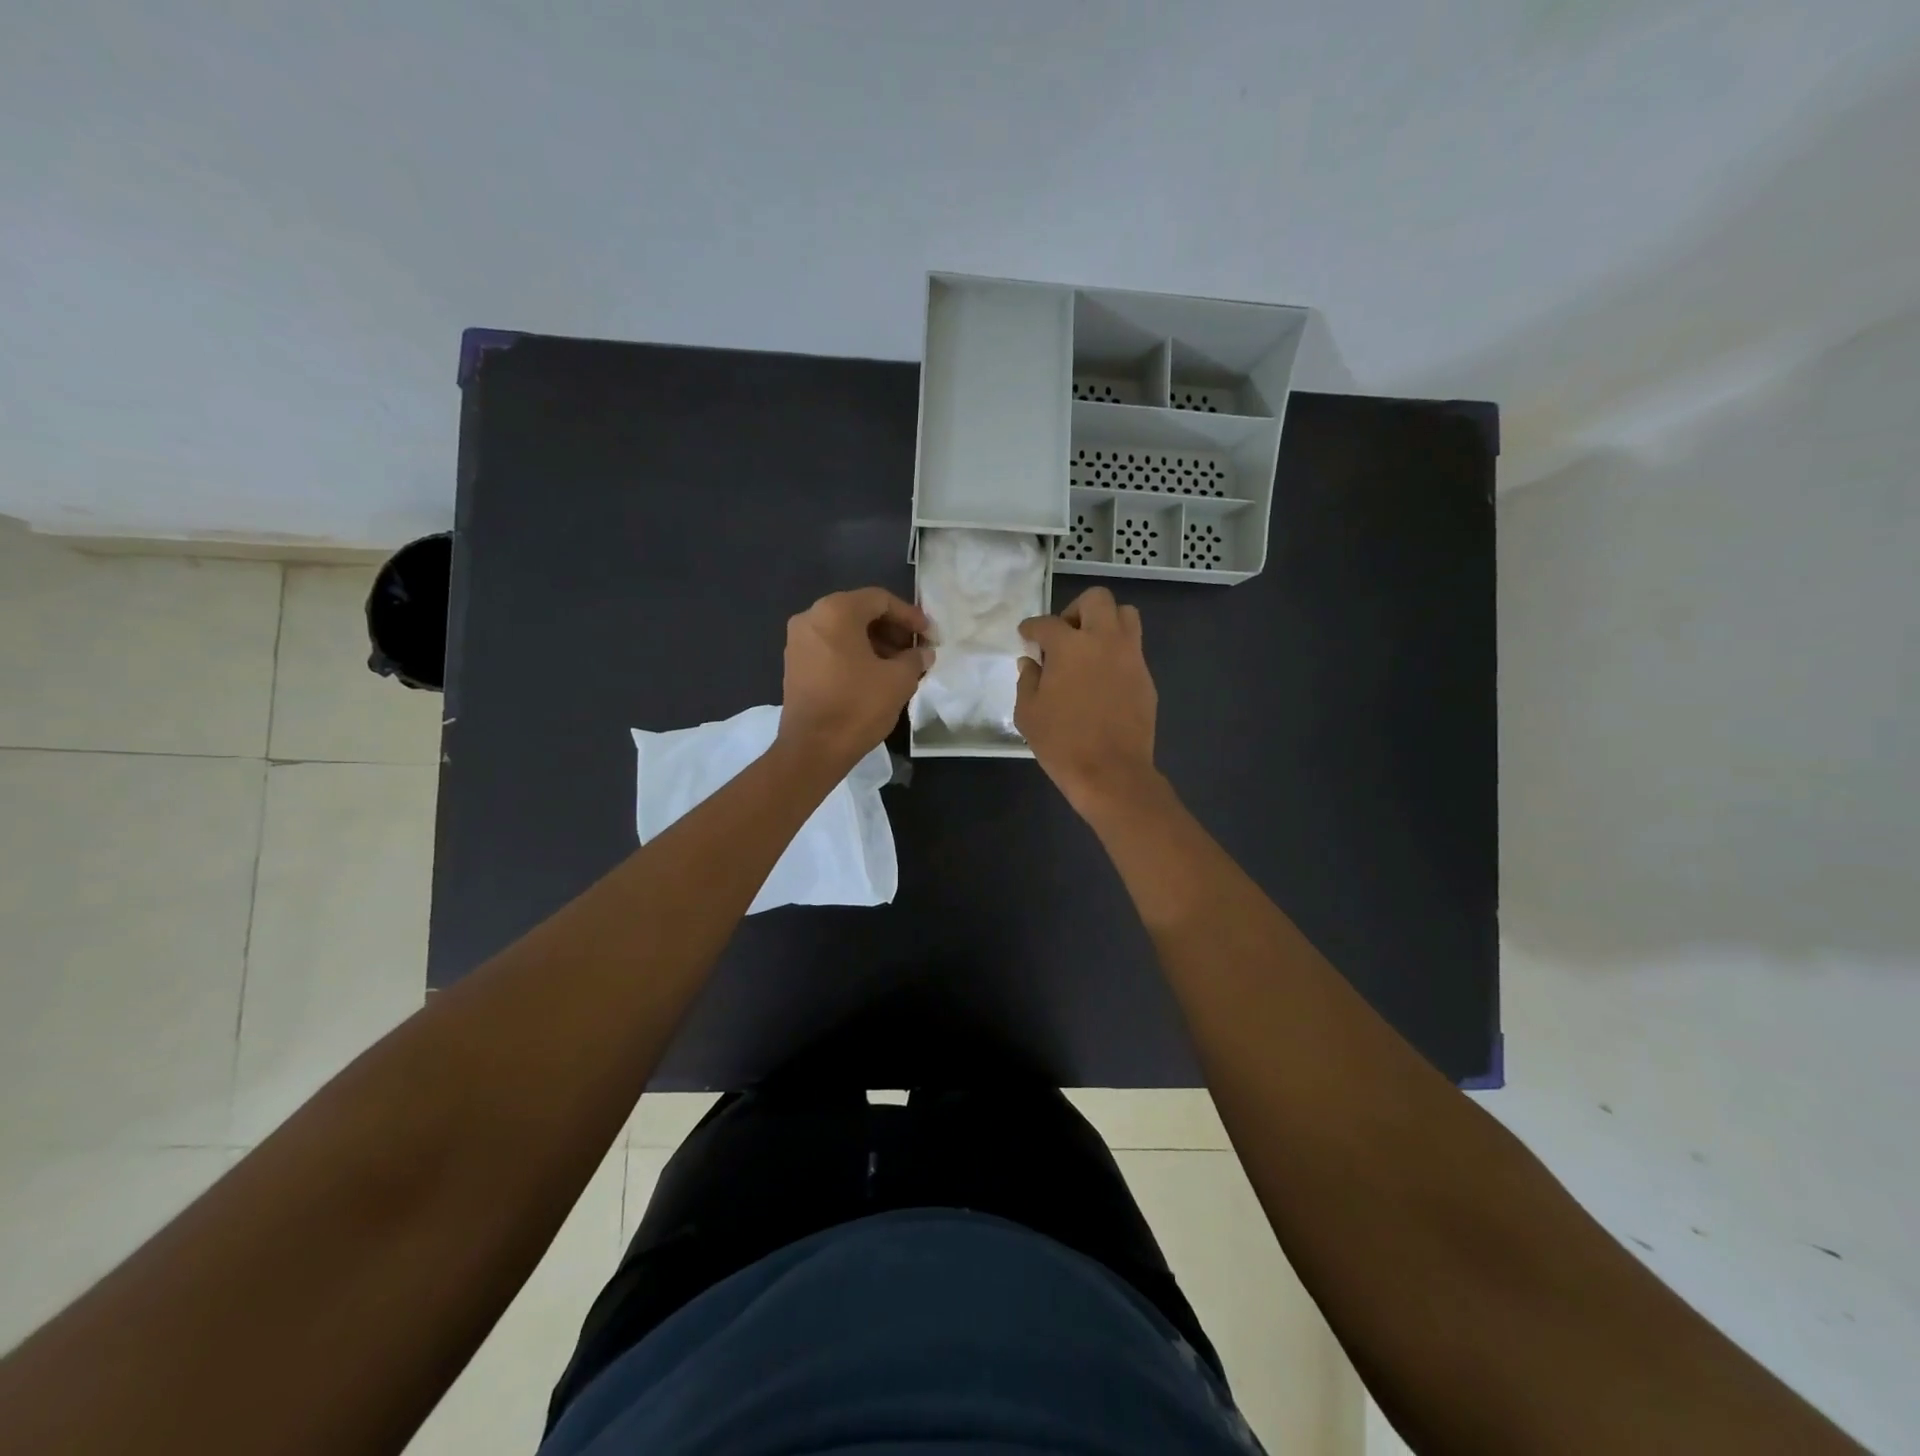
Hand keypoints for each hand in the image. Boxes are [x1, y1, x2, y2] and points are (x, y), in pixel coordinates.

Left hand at [777, 587, 930, 772]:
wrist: (813, 749)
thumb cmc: (858, 706)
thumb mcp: (899, 680)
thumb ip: (915, 658)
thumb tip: (923, 652)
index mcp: (836, 611)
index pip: (880, 600)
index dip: (910, 615)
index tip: (930, 636)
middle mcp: (811, 617)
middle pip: (860, 612)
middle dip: (892, 629)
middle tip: (916, 650)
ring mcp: (798, 641)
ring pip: (845, 630)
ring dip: (875, 643)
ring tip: (900, 665)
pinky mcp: (794, 664)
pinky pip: (831, 647)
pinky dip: (854, 654)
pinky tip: (875, 675)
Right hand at [1016, 586, 1161, 818]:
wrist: (1111, 772)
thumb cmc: (1062, 743)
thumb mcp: (1028, 713)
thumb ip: (1027, 680)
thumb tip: (1031, 662)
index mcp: (1069, 646)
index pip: (1046, 623)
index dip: (1031, 628)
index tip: (1027, 636)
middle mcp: (1104, 640)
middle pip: (1097, 600)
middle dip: (1076, 610)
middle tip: (1064, 636)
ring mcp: (1130, 657)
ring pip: (1125, 616)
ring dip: (1105, 623)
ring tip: (1089, 648)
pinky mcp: (1146, 677)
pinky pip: (1133, 648)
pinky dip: (1117, 652)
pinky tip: (1103, 678)